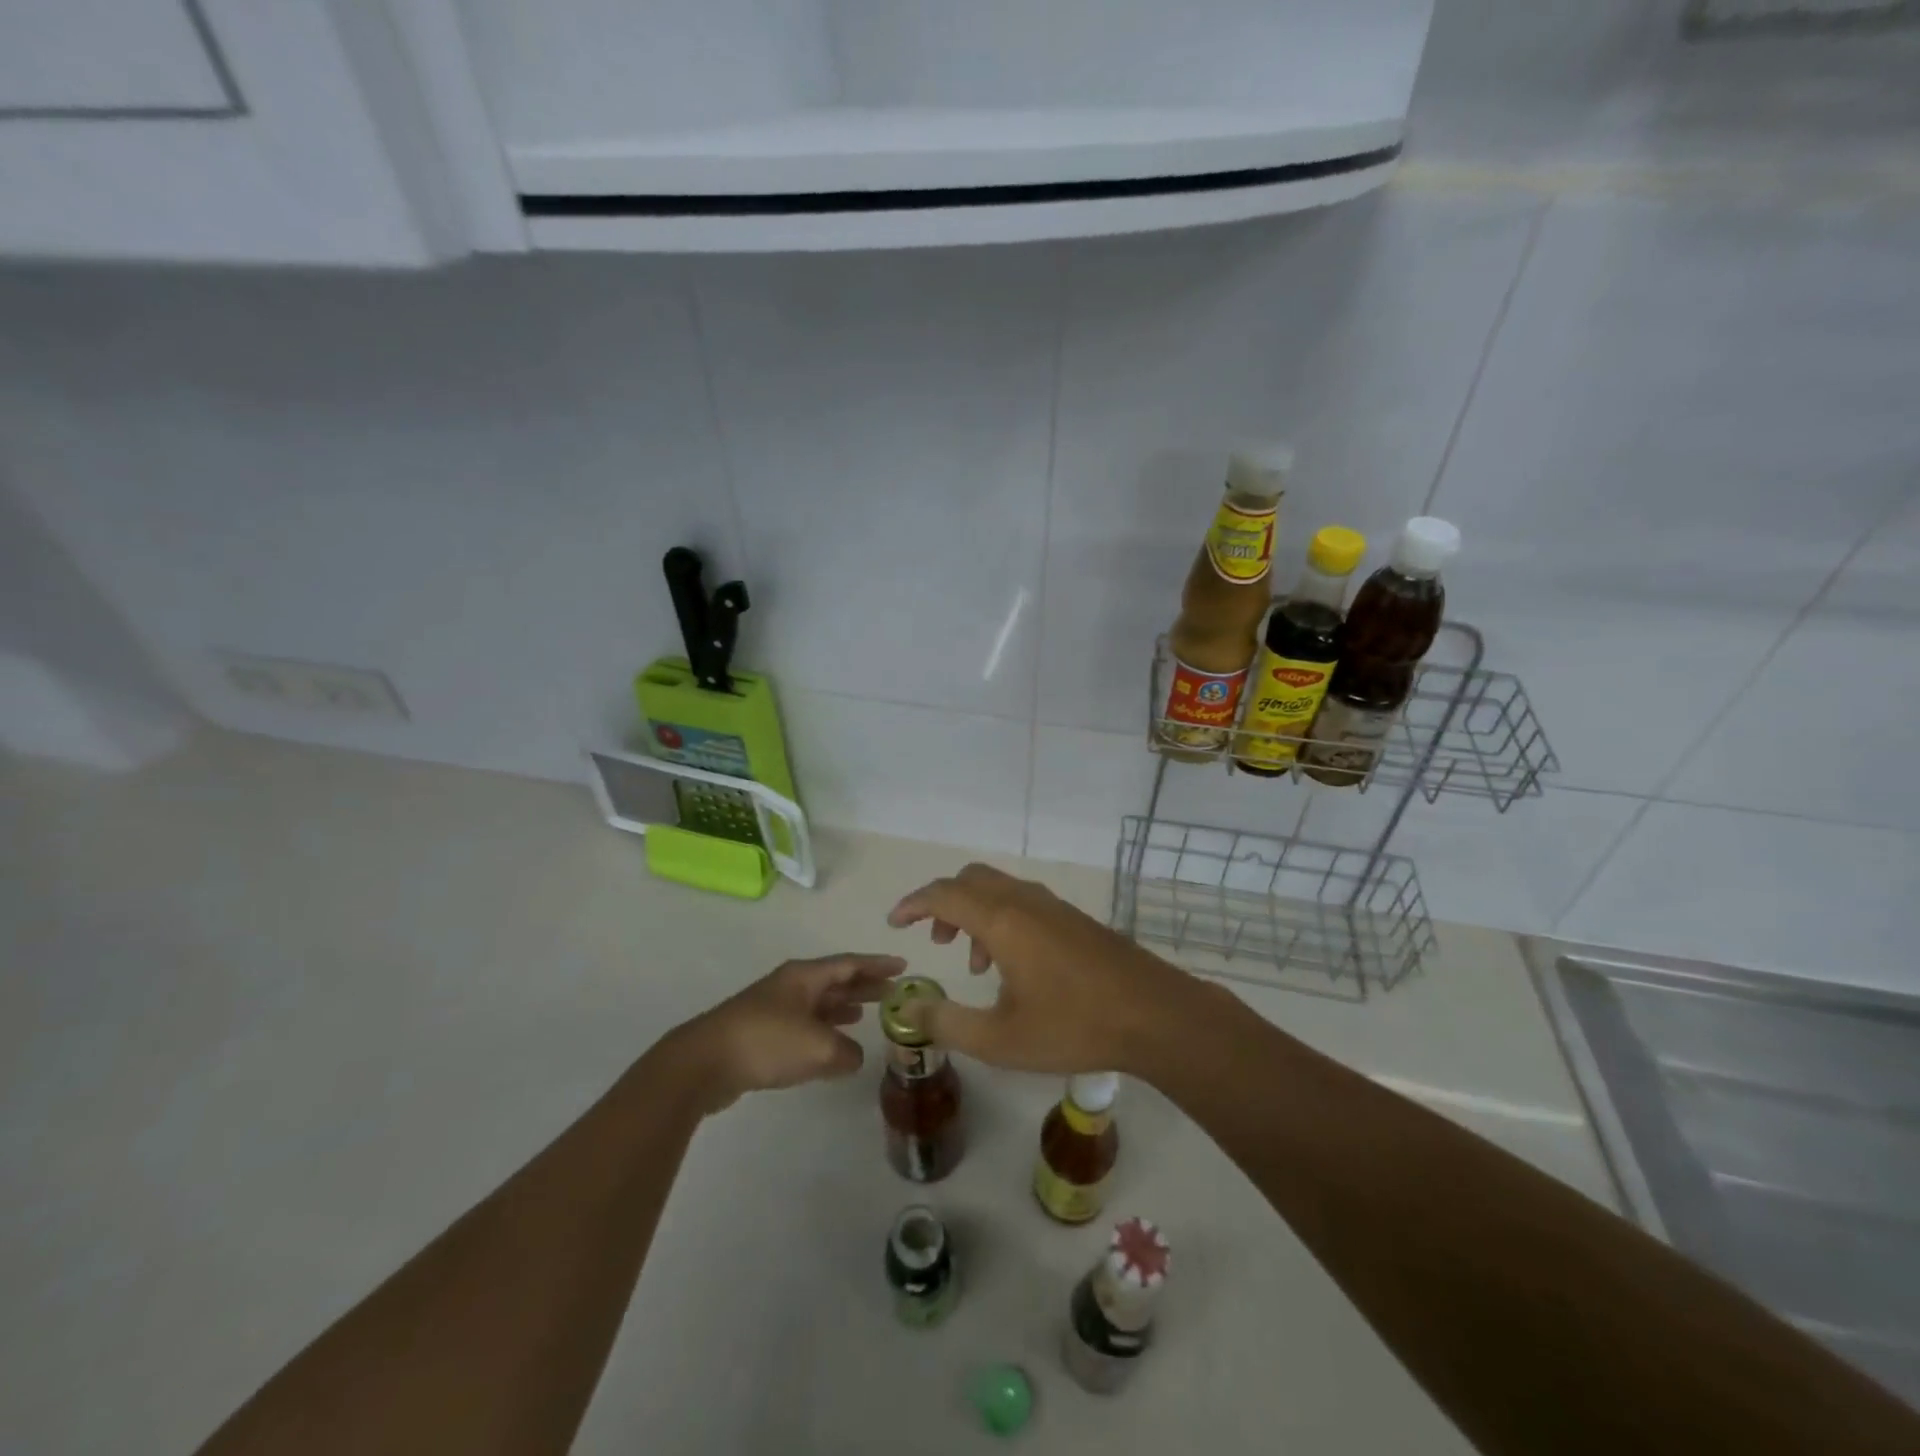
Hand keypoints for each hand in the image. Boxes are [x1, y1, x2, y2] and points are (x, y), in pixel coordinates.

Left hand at [664, 953, 905, 1112]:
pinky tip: (833, 1043)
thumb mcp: (819, 1047)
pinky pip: (805, 1025)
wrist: (704, 1063)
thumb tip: (852, 1056)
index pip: (850, 964)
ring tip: (868, 1013)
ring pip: (820, 1003)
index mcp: (805, 976)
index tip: (903, 965)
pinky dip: (825, 1029)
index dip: (878, 965)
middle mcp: (792, 986)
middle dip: (864, 985)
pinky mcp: (763, 1034)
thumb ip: (847, 1051)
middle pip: (836, 980)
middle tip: (893, 991)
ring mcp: (775, 1008)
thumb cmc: (766, 1042)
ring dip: (845, 1007)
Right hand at [886, 863, 1190, 1074]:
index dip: (913, 904)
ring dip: (974, 913)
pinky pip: (1022, 901)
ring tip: (974, 965)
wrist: (1155, 1014)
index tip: (894, 923)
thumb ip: (947, 1024)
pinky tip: (1013, 967)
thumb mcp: (1000, 1040)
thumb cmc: (1074, 1026)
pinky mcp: (1073, 918)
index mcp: (1003, 920)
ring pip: (998, 889)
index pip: (944, 894)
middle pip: (970, 879)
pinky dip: (1001, 919)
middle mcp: (1025, 901)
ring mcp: (1053, 906)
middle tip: (935, 942)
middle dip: (943, 904)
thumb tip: (909, 1008)